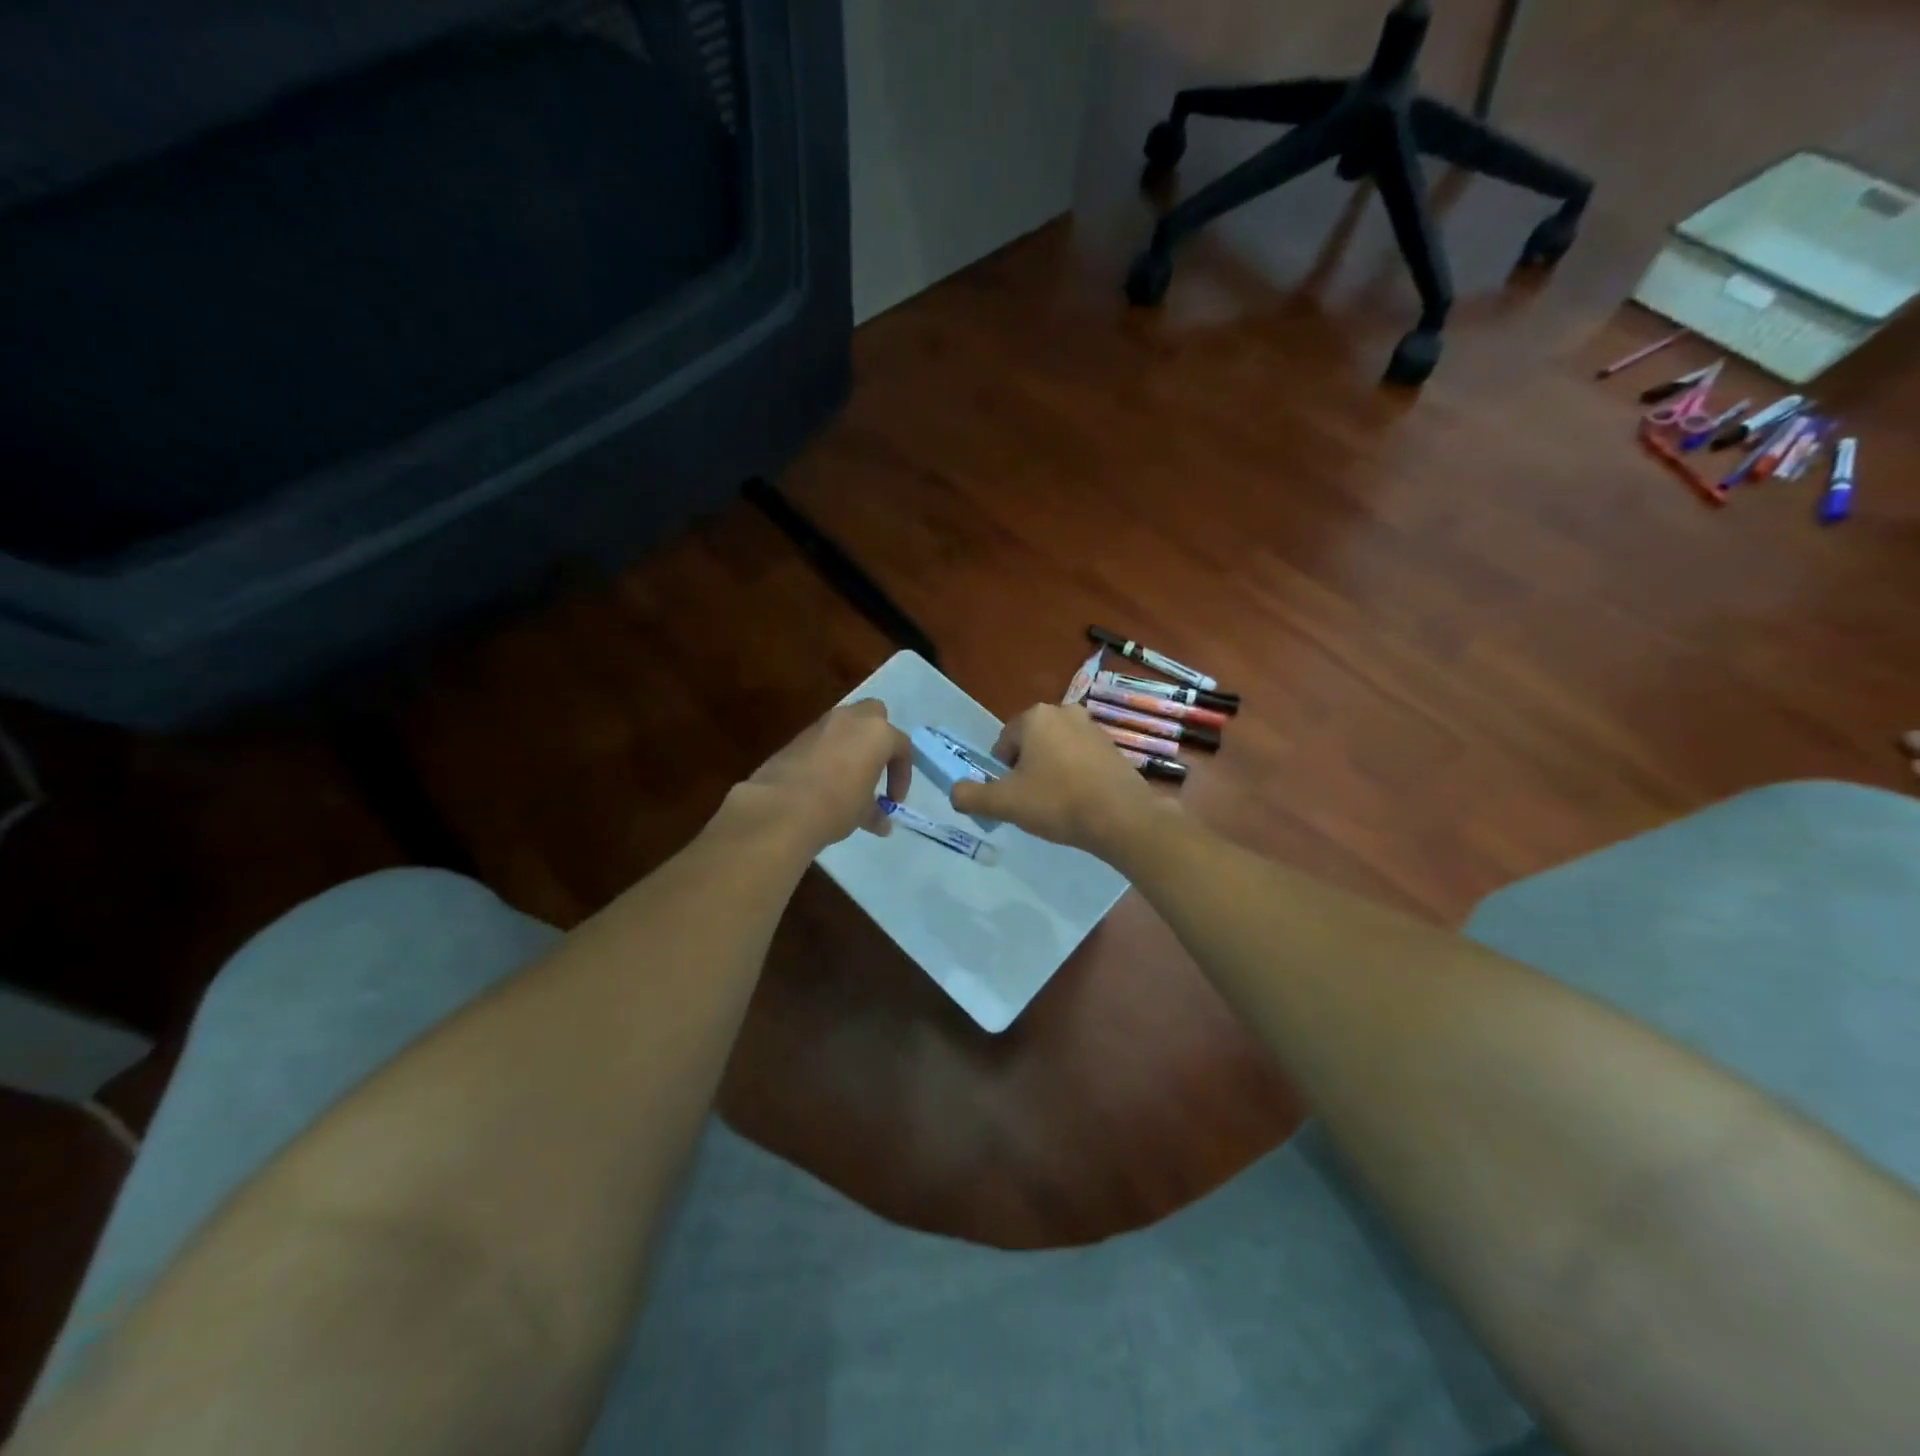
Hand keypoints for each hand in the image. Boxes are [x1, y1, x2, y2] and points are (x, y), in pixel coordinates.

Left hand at [737, 699, 911, 852]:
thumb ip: (876, 813)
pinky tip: (824, 780)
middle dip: (879, 737)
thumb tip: (882, 824)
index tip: (893, 800)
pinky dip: (829, 752)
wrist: (781, 807)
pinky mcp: (797, 736)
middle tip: (876, 767)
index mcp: (877, 733)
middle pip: (875, 715)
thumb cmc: (836, 806)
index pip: (902, 747)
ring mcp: (821, 724)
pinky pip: (822, 738)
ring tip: (849, 776)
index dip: (902, 776)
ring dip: (852, 744)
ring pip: (845, 724)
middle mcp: (851, 719)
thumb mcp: (863, 813)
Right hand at [949, 704, 1169, 858]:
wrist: (1122, 817)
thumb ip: (971, 796)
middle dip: (1027, 770)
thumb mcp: (1004, 803)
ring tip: (1057, 804)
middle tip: (1033, 802)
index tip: (1012, 797)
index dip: (1002, 773)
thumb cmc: (1058, 802)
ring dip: (1051, 773)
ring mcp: (1092, 727)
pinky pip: (1080, 759)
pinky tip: (1080, 801)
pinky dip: (1075, 776)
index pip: (1003, 743)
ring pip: (1056, 751)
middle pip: (1030, 745)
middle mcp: (1064, 712)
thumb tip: (955, 792)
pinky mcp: (1113, 746)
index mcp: (1035, 716)